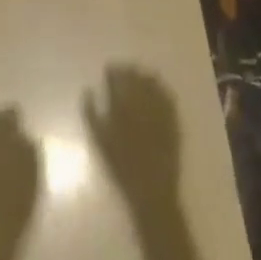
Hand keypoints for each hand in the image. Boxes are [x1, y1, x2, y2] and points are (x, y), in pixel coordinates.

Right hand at [83, 65, 181, 207]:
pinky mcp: (173, 116)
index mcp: (122, 106)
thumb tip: (87, 90)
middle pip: (134, 75)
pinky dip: (159, 87)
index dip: (112, 71)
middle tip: (122, 71)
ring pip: (151, 81)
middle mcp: (142, 101)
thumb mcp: (100, 143)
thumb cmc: (122, 168)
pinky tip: (155, 88)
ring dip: (143, 76)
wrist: (152, 190)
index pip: (117, 78)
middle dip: (127, 71)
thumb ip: (91, 114)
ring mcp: (159, 107)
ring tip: (137, 77)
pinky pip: (166, 93)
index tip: (109, 69)